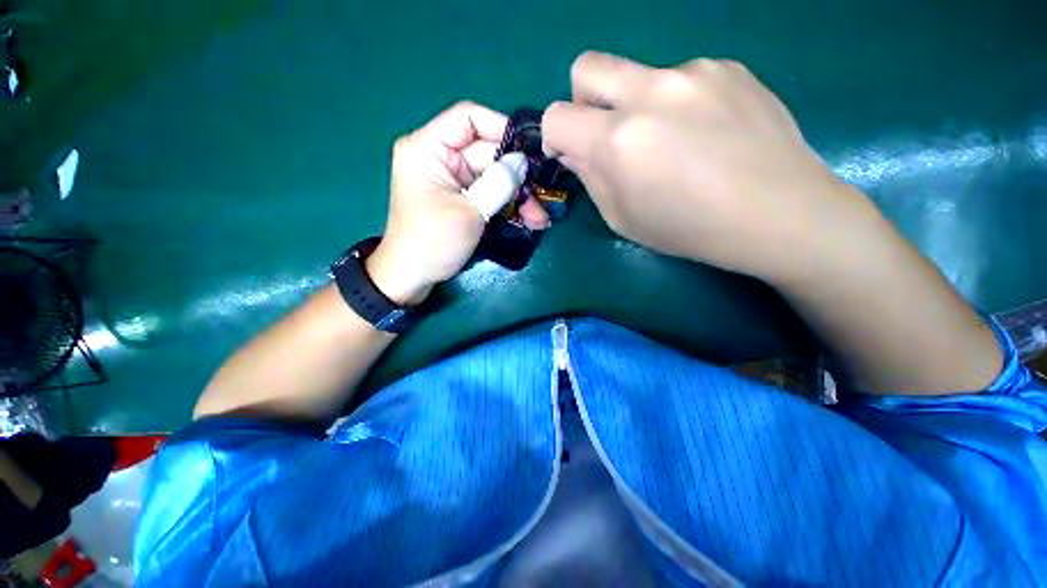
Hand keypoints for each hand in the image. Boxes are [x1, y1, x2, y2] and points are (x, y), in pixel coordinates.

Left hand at [367, 102, 548, 304]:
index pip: (469, 117)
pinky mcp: (461, 196)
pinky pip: (489, 192)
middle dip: (517, 175)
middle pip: (487, 152)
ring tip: (539, 218)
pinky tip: (528, 220)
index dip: (501, 128)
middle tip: (542, 199)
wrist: (412, 276)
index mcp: (428, 148)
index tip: (529, 151)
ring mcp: (452, 178)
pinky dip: (507, 204)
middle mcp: (440, 156)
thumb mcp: (469, 212)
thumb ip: (498, 183)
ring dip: (517, 196)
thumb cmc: (433, 242)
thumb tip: (522, 161)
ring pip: (493, 175)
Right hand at [541, 52, 879, 283]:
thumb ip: (592, 178)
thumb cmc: (689, 229)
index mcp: (619, 141)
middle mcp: (650, 93)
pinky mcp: (728, 66)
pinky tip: (706, 133)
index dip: (554, 135)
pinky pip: (681, 79)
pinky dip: (678, 104)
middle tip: (606, 133)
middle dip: (582, 99)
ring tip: (674, 144)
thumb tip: (577, 150)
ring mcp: (693, 72)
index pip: (557, 116)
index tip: (568, 152)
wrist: (777, 213)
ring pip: (639, 76)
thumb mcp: (623, 218)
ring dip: (639, 107)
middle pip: (587, 67)